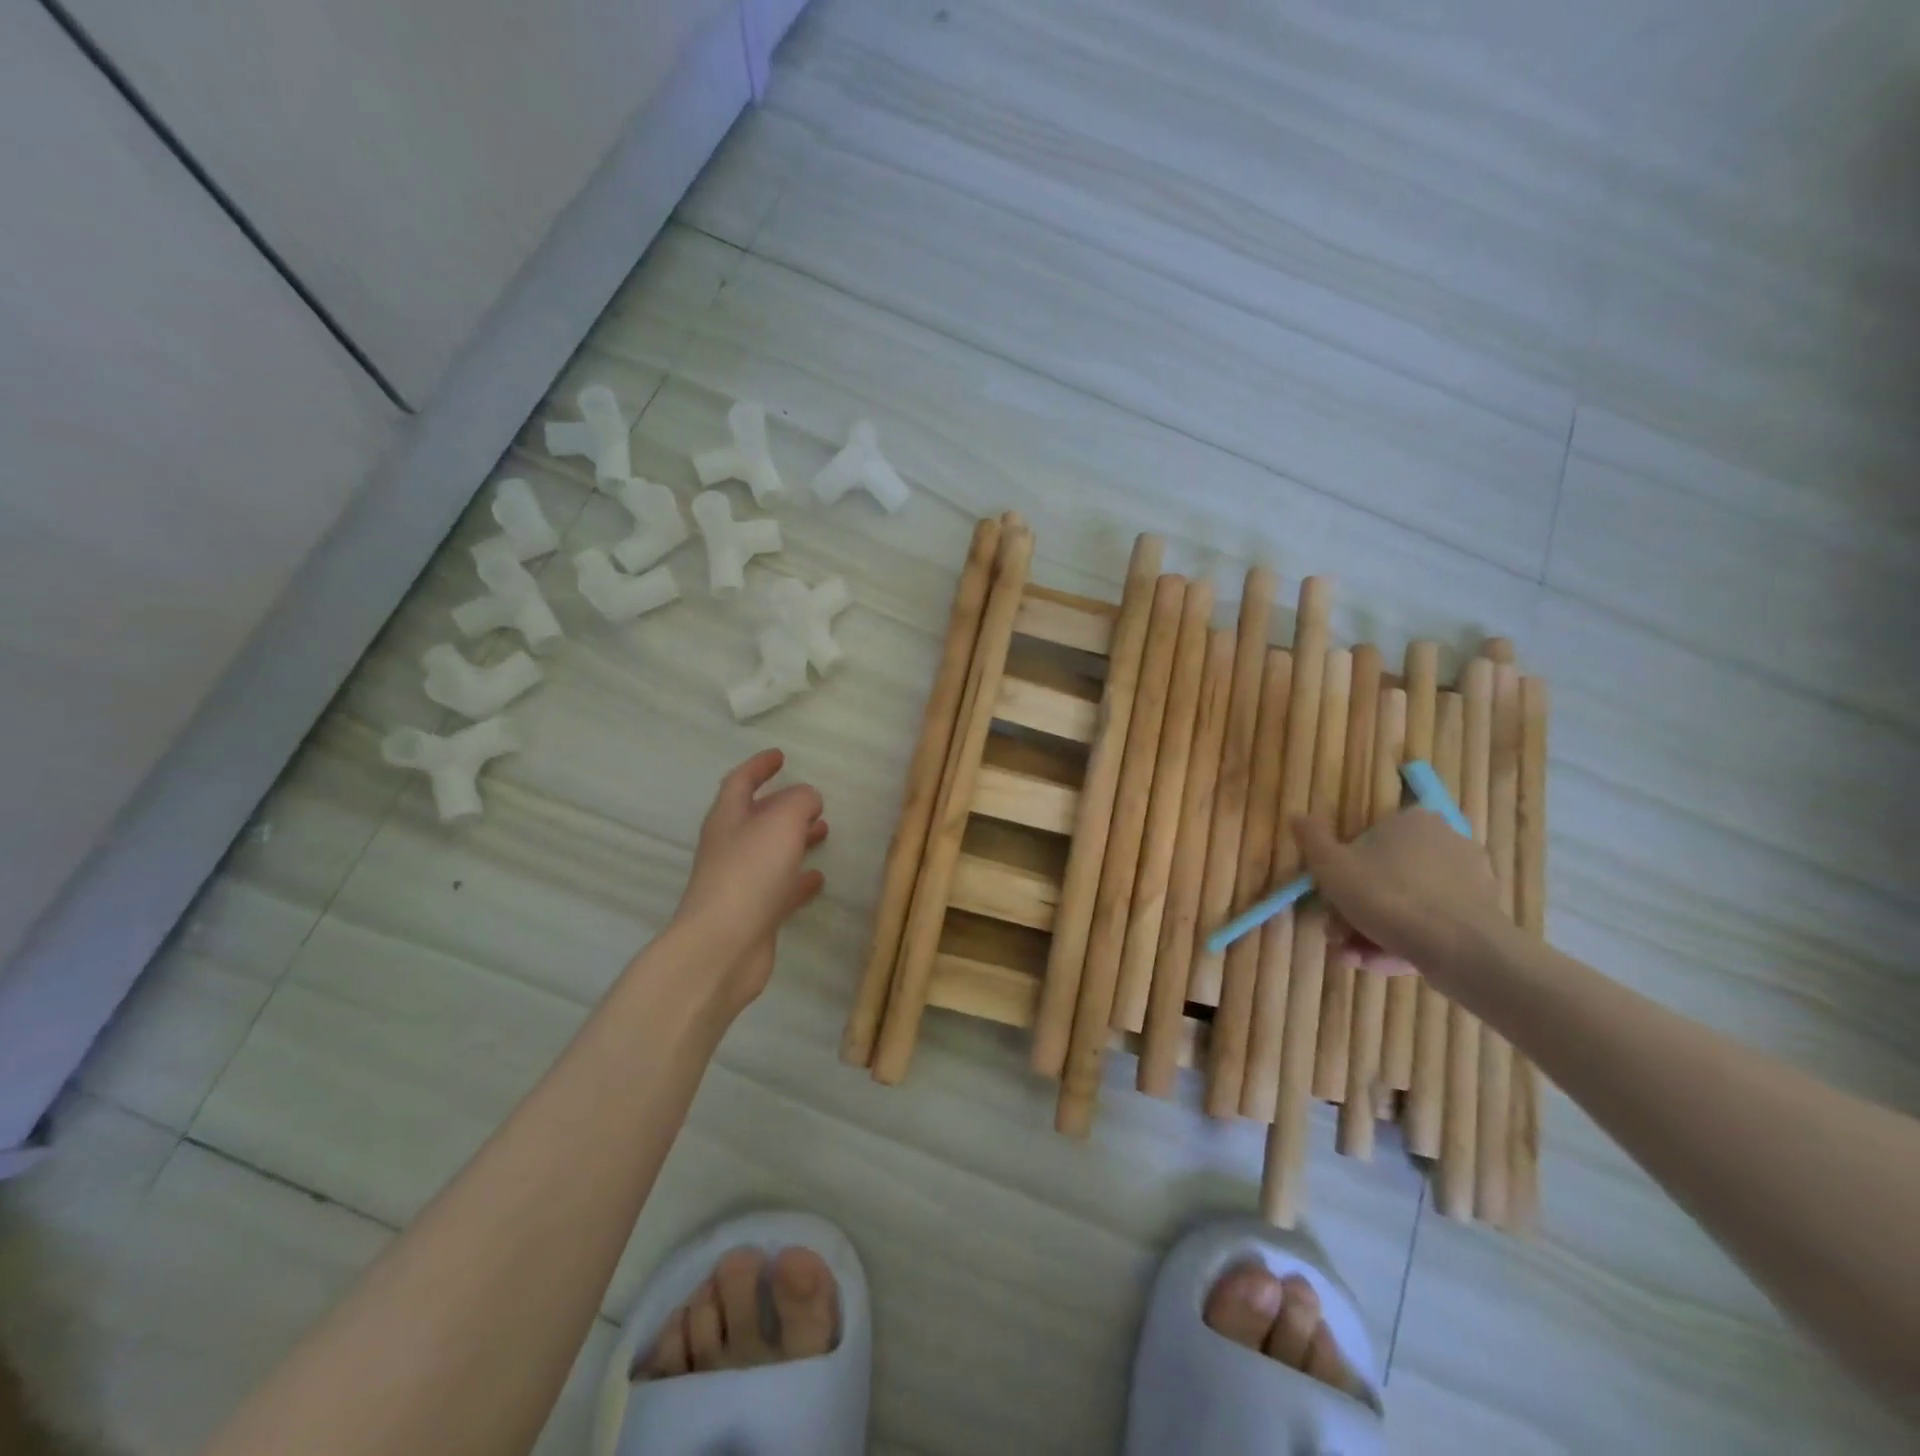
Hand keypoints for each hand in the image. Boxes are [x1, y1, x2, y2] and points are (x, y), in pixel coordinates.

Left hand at [675, 749, 827, 1013]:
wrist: (723, 947)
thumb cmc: (750, 873)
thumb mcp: (782, 821)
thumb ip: (799, 801)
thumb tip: (808, 799)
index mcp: (728, 818)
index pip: (740, 782)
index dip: (759, 766)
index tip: (780, 756)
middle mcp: (730, 847)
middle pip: (756, 818)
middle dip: (783, 805)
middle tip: (813, 800)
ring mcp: (740, 882)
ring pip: (771, 852)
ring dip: (795, 839)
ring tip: (824, 831)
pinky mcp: (753, 914)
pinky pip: (780, 888)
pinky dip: (799, 879)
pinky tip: (818, 878)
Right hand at [1291, 810, 1509, 992]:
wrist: (1460, 949)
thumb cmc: (1386, 896)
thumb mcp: (1330, 865)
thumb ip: (1312, 839)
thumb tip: (1298, 816)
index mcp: (1412, 821)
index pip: (1366, 843)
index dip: (1341, 876)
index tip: (1328, 904)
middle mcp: (1447, 842)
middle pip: (1384, 878)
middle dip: (1354, 912)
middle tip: (1338, 937)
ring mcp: (1470, 881)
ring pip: (1406, 906)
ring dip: (1372, 932)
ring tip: (1355, 959)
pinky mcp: (1483, 916)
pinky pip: (1431, 925)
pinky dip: (1404, 942)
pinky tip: (1381, 964)